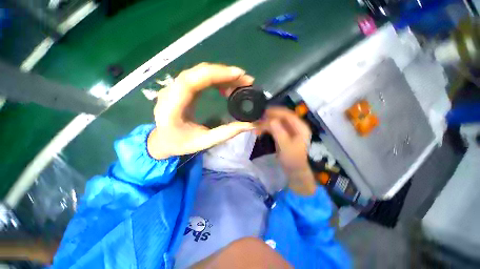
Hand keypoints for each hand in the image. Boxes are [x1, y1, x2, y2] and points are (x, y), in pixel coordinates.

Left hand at [148, 63, 255, 159]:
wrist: (163, 141)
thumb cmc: (180, 144)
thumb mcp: (205, 142)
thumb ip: (227, 133)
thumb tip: (250, 124)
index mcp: (172, 107)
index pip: (191, 81)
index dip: (215, 74)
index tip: (238, 75)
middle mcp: (170, 91)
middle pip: (198, 72)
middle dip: (224, 73)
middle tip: (245, 80)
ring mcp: (175, 87)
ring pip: (200, 72)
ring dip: (222, 75)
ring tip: (240, 83)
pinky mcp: (182, 88)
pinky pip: (200, 77)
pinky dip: (216, 79)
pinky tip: (227, 86)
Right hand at [263, 107, 316, 194]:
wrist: (294, 170)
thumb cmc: (292, 159)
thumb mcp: (285, 146)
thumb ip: (278, 132)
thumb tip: (270, 120)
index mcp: (300, 127)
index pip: (288, 115)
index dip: (276, 111)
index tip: (264, 112)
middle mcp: (296, 126)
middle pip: (282, 117)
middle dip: (270, 117)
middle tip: (258, 119)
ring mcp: (290, 130)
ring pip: (277, 122)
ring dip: (267, 122)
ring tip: (257, 126)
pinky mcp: (284, 135)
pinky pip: (275, 127)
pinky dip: (267, 127)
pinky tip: (261, 130)